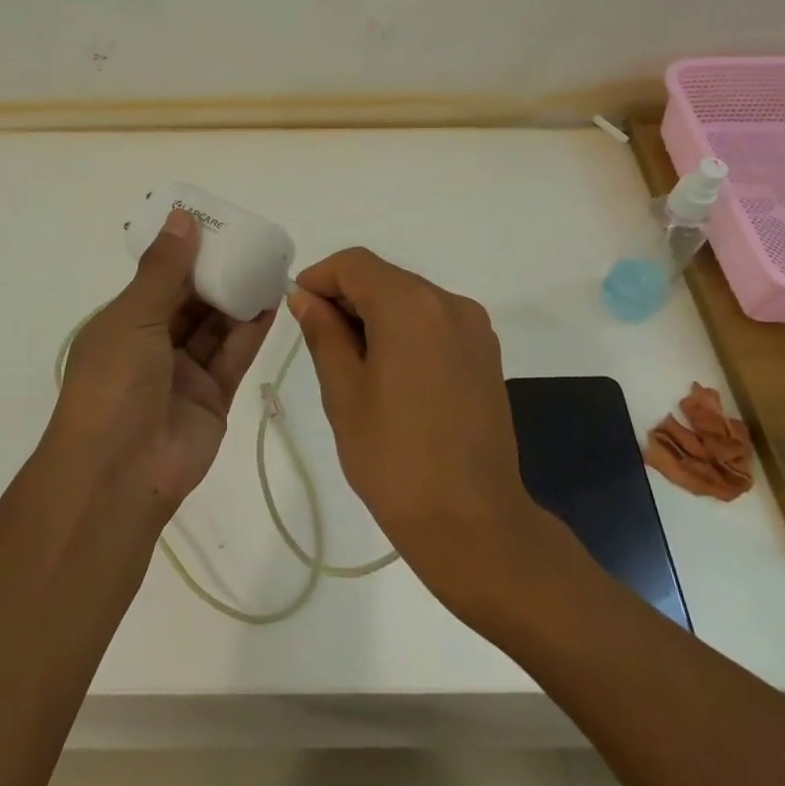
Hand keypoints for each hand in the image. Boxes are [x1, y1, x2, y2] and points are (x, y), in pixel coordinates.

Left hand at [48, 209, 276, 512]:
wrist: (119, 474)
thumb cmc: (114, 385)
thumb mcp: (132, 317)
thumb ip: (163, 270)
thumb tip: (182, 217)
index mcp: (123, 324)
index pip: (158, 279)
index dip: (186, 251)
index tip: (216, 224)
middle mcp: (153, 345)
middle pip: (191, 301)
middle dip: (218, 273)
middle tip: (251, 241)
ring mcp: (184, 372)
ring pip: (216, 326)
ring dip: (239, 297)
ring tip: (269, 264)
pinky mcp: (213, 396)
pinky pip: (234, 355)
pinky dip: (251, 329)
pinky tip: (272, 301)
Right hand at [288, 247, 544, 610]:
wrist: (471, 521)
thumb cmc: (394, 458)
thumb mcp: (344, 392)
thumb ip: (324, 334)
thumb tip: (306, 298)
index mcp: (411, 306)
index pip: (355, 264)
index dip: (320, 278)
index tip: (298, 309)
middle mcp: (449, 303)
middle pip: (386, 278)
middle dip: (347, 297)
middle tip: (318, 340)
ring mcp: (475, 328)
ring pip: (411, 299)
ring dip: (376, 315)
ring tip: (353, 363)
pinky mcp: (487, 354)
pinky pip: (436, 322)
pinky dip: (406, 330)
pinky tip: (390, 373)